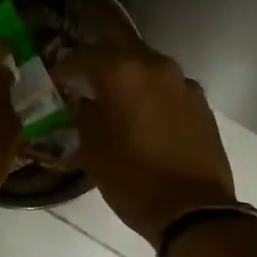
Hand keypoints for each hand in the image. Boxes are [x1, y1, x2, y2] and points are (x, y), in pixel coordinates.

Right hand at [57, 41, 236, 245]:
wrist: (193, 210)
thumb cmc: (134, 181)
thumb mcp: (94, 152)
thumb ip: (86, 116)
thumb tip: (87, 102)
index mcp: (123, 73)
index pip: (84, 55)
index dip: (65, 66)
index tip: (55, 78)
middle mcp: (155, 66)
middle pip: (120, 45)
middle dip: (99, 58)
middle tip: (84, 76)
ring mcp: (183, 83)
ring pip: (148, 64)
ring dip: (129, 74)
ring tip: (115, 96)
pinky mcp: (201, 103)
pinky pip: (168, 86)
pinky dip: (152, 92)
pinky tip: (145, 114)